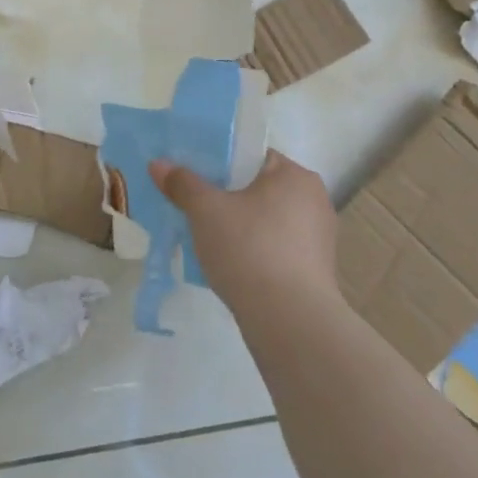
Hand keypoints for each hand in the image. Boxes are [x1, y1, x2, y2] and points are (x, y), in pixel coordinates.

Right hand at [148, 151, 338, 307]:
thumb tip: (158, 164)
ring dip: (239, 226)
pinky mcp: (315, 271)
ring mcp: (318, 239)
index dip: (220, 162)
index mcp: (295, 175)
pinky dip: (253, 251)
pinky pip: (275, 248)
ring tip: (206, 238)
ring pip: (266, 220)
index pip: (253, 155)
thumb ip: (182, 183)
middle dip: (226, 197)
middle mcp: (314, 200)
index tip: (193, 177)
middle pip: (258, 188)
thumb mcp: (205, 210)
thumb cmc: (249, 249)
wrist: (289, 321)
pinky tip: (229, 265)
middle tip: (193, 206)